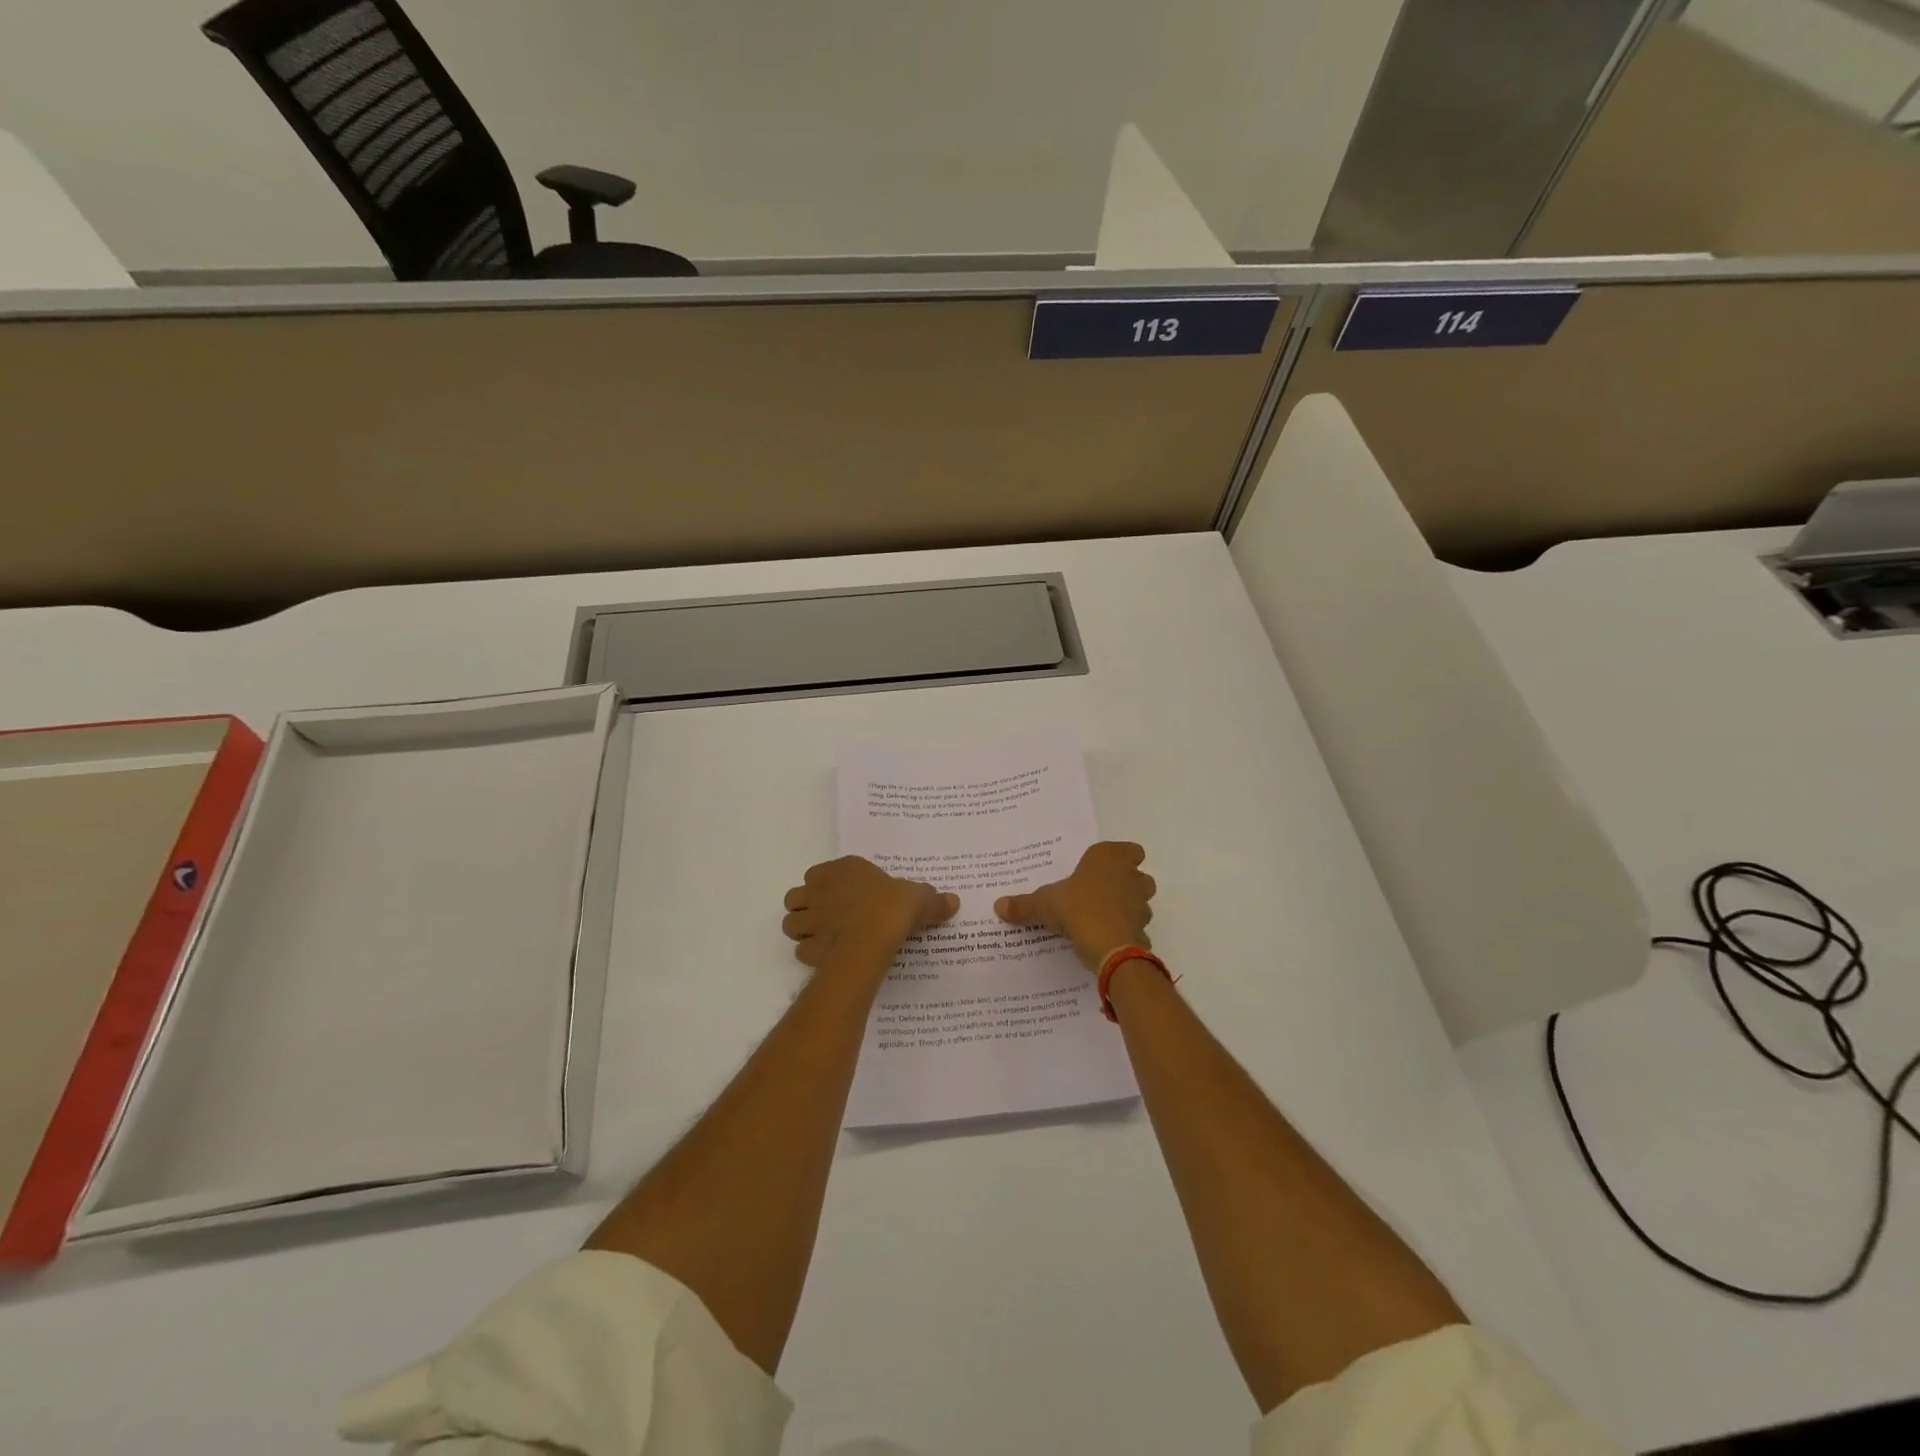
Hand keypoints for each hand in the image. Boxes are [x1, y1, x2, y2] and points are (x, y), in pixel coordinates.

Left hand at [781, 856, 958, 977]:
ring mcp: (811, 919)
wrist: (873, 937)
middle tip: (827, 917)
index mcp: (843, 870)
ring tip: (822, 937)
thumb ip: (932, 900)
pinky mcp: (809, 947)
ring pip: (791, 922)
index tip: (844, 896)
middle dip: (807, 907)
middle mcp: (820, 890)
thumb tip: (953, 901)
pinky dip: (810, 954)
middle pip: (797, 897)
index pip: (819, 873)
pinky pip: (801, 950)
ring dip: (802, 929)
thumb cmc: (893, 907)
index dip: (827, 885)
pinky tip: (828, 958)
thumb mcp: (919, 898)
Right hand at [995, 841, 1155, 971]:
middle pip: (1139, 875)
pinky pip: (1136, 928)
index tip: (1102, 868)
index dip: (1121, 857)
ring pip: (1141, 901)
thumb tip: (998, 905)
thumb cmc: (1078, 909)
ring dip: (1128, 907)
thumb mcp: (1044, 905)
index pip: (1130, 850)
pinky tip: (1108, 940)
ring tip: (1103, 917)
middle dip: (1126, 883)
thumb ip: (1024, 905)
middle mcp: (1130, 877)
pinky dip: (1126, 932)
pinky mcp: (1143, 931)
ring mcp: (1141, 905)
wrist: (1110, 947)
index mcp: (1109, 859)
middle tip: (1101, 893)